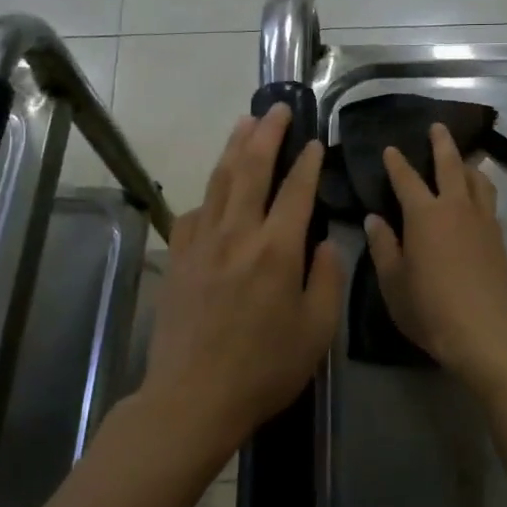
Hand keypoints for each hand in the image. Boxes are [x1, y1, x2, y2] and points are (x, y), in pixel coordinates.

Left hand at [141, 106, 345, 458]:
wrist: (192, 397)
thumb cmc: (264, 369)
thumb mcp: (316, 331)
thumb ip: (327, 279)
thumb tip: (326, 243)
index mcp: (277, 250)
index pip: (296, 190)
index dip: (307, 161)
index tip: (315, 141)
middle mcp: (238, 235)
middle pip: (251, 169)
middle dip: (266, 134)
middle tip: (277, 108)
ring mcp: (202, 244)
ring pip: (219, 182)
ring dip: (234, 148)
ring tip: (245, 123)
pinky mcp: (179, 259)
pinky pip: (194, 213)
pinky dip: (208, 194)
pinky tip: (214, 191)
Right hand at [364, 123, 506, 393]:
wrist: (485, 332)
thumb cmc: (429, 308)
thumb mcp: (393, 281)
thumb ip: (383, 246)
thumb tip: (374, 219)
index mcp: (424, 214)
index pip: (406, 179)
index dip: (396, 163)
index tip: (390, 149)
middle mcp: (455, 207)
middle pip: (450, 165)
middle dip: (442, 143)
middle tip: (438, 127)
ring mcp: (482, 220)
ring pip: (477, 180)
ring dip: (467, 164)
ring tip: (462, 160)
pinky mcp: (499, 237)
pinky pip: (489, 201)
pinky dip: (480, 189)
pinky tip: (476, 199)